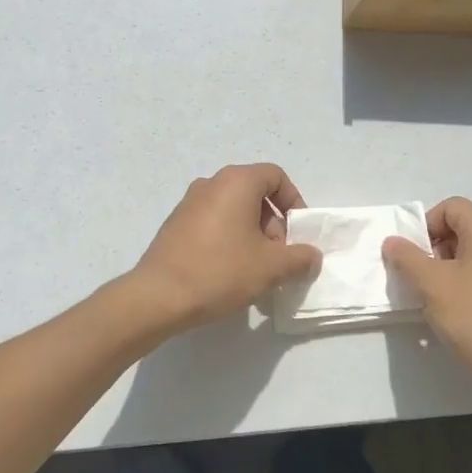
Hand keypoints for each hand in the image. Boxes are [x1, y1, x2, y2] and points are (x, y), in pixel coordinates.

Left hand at [129, 164, 320, 336]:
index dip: (294, 202)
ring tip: (254, 270)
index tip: (296, 234)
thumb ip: (300, 258)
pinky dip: (228, 239)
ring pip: (233, 210)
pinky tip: (227, 272)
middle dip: (273, 224)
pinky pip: (213, 222)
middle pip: (255, 193)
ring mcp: (189, 203)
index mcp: (236, 182)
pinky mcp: (175, 224)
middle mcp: (211, 183)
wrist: (159, 296)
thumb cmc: (221, 271)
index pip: (276, 176)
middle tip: (276, 257)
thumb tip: (312, 257)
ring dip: (251, 234)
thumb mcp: (271, 267)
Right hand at [383, 198, 471, 400]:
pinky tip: (467, 314)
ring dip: (454, 268)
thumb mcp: (432, 286)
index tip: (415, 257)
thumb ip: (407, 258)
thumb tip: (393, 241)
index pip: (451, 207)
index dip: (426, 225)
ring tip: (442, 300)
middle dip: (438, 248)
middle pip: (466, 228)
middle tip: (425, 279)